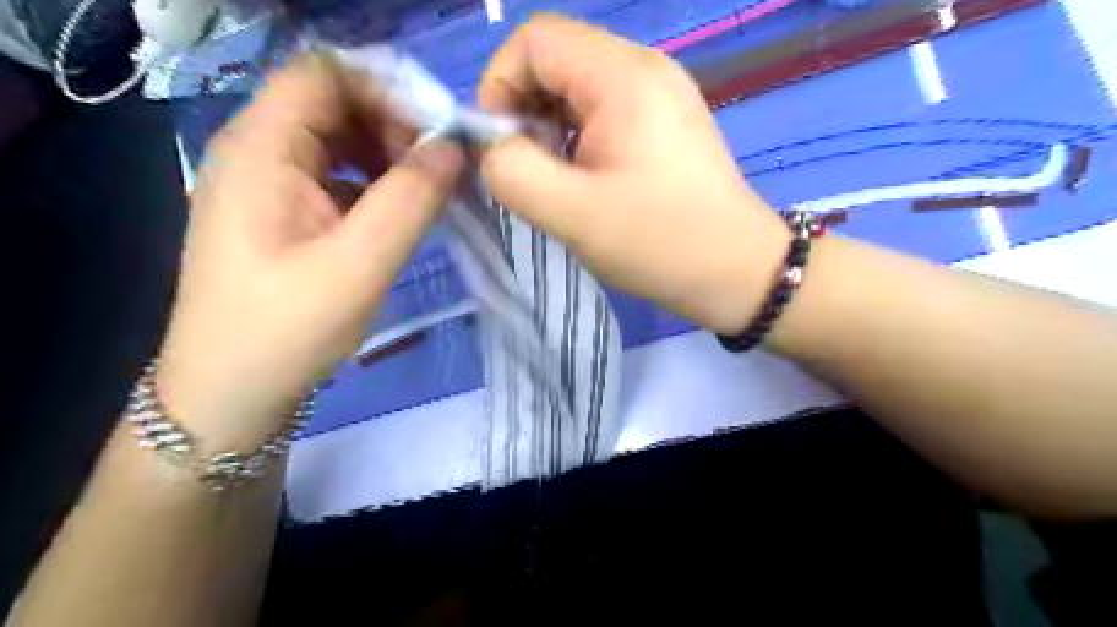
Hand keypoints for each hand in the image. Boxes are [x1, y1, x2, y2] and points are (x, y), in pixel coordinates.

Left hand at [154, 53, 461, 444]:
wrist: (231, 394)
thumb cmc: (287, 329)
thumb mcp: (360, 264)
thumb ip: (411, 200)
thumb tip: (453, 149)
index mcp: (261, 149)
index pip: (325, 75)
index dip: (387, 90)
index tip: (438, 134)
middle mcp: (258, 152)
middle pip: (334, 104)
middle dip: (394, 126)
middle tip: (439, 172)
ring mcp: (269, 185)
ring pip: (339, 141)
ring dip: (388, 157)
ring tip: (427, 195)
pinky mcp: (283, 214)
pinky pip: (336, 176)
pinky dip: (375, 185)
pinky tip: (399, 216)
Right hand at [481, 14, 783, 335]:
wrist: (736, 272)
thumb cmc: (658, 242)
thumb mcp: (571, 213)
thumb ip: (511, 171)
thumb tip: (492, 146)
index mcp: (623, 76)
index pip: (534, 40)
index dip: (499, 84)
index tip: (500, 146)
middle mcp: (645, 68)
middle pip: (557, 60)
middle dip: (524, 110)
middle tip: (527, 170)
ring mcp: (661, 94)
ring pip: (578, 88)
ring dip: (550, 128)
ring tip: (556, 181)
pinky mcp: (667, 122)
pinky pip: (604, 110)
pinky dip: (577, 138)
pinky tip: (585, 180)